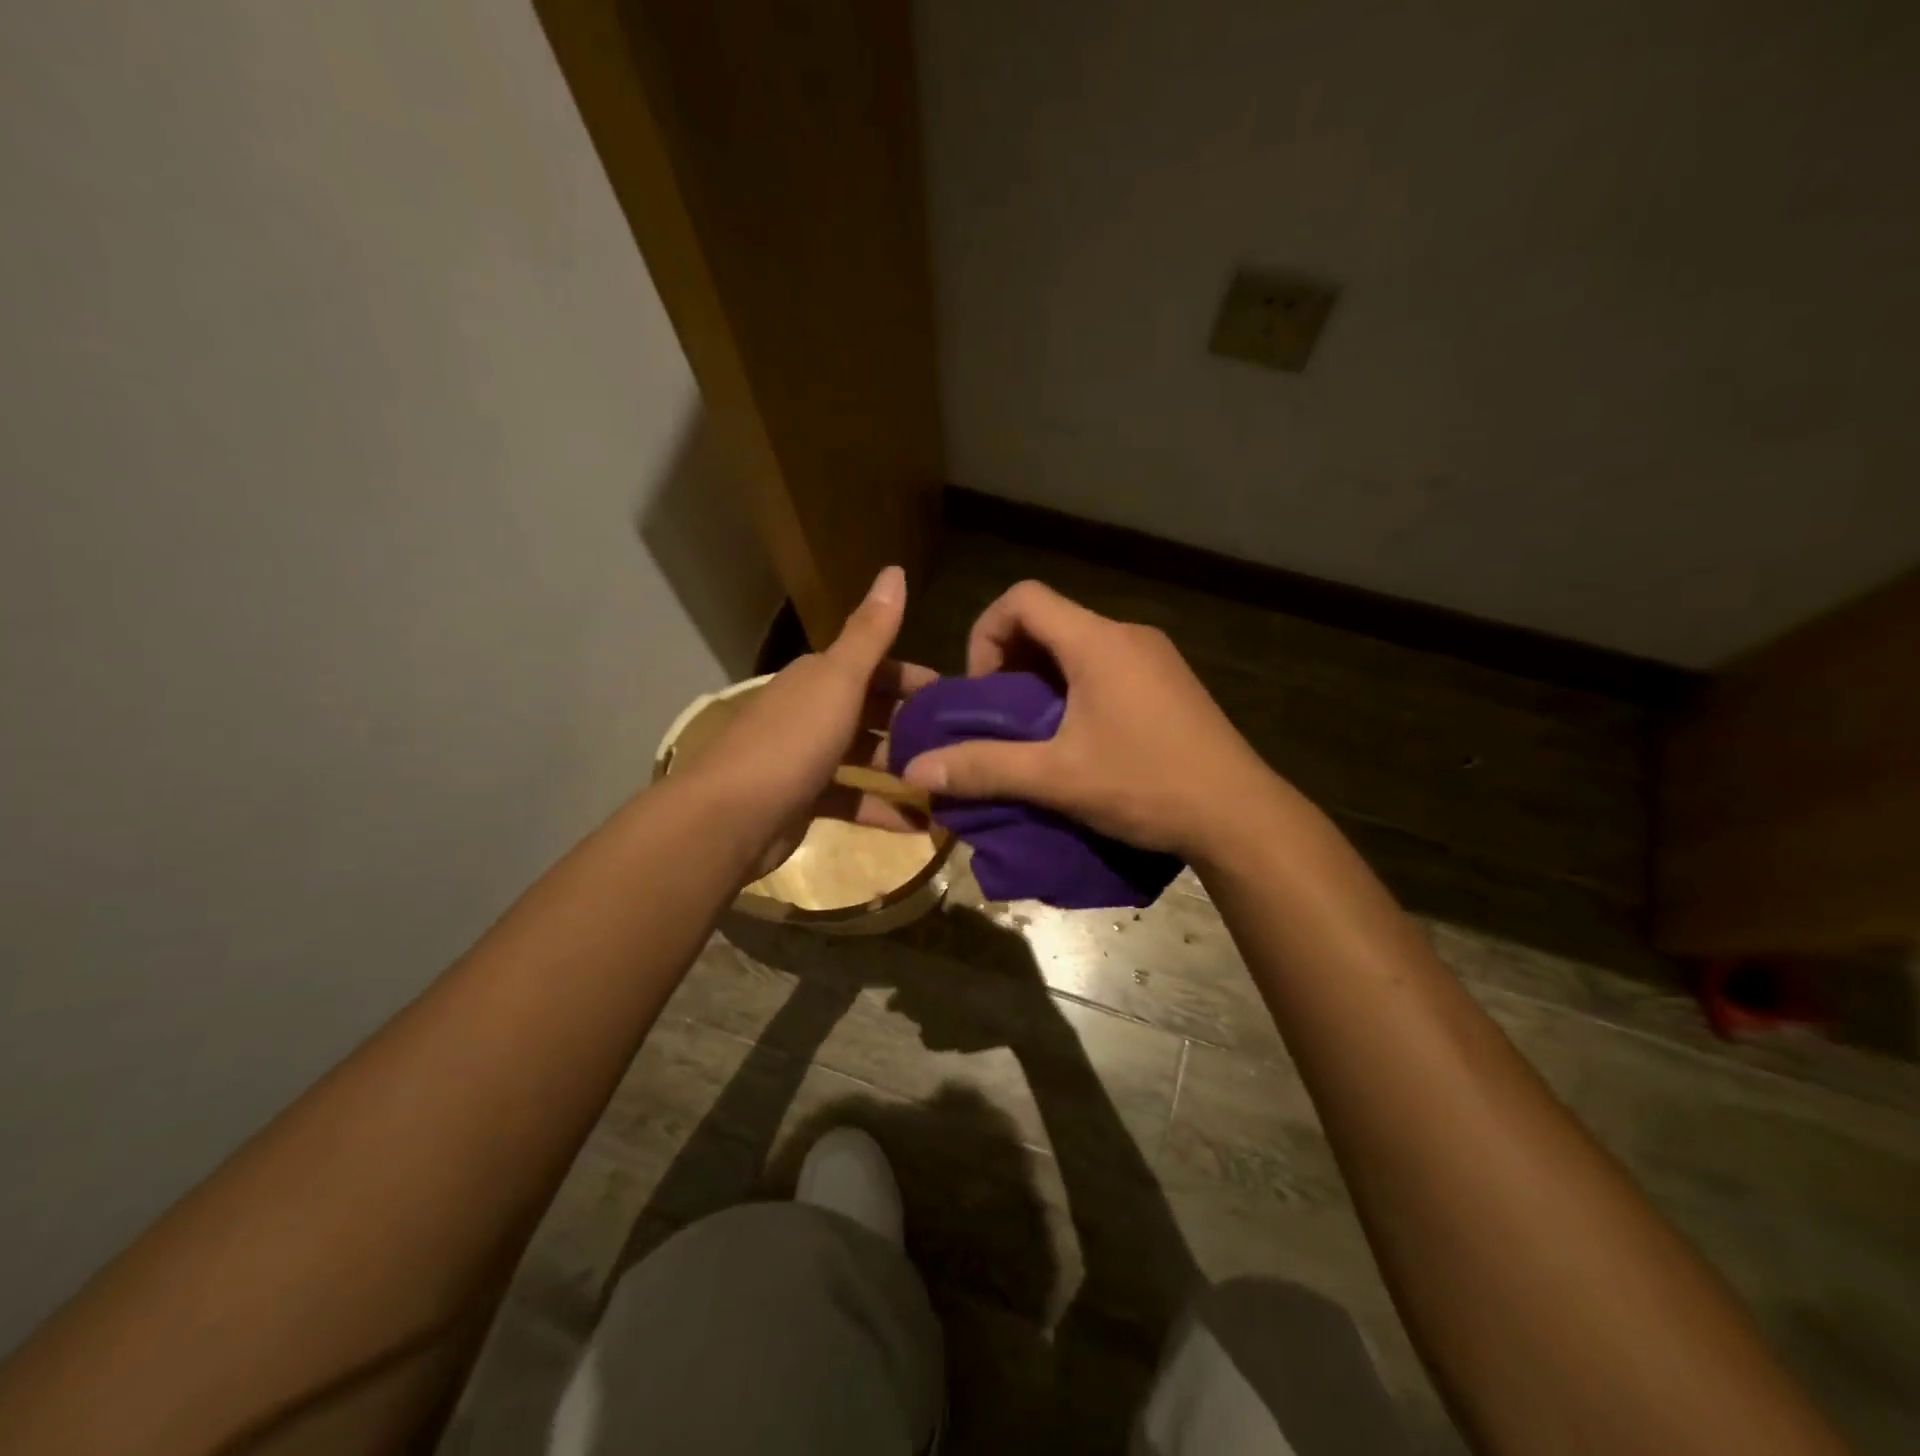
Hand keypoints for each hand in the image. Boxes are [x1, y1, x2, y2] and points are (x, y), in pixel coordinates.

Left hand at [683, 566, 936, 879]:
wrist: (731, 818)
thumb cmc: (792, 741)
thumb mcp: (839, 680)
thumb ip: (871, 633)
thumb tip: (894, 569)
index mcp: (818, 678)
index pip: (874, 667)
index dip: (913, 678)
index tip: (954, 697)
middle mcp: (811, 712)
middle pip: (871, 712)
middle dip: (912, 725)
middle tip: (958, 743)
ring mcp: (806, 758)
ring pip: (864, 756)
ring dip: (901, 768)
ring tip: (945, 781)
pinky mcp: (805, 802)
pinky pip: (853, 800)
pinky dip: (882, 810)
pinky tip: (919, 824)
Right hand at [897, 580, 1273, 859]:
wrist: (1239, 815)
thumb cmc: (1146, 784)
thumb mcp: (1057, 778)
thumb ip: (983, 768)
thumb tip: (915, 771)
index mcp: (1097, 641)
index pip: (1023, 598)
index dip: (986, 634)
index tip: (985, 691)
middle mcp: (1127, 634)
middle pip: (1049, 621)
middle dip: (1012, 664)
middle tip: (1003, 719)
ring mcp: (1155, 657)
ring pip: (1078, 647)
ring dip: (1044, 681)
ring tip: (1036, 735)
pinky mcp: (1170, 683)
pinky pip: (1107, 667)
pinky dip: (1076, 690)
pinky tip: (1080, 741)